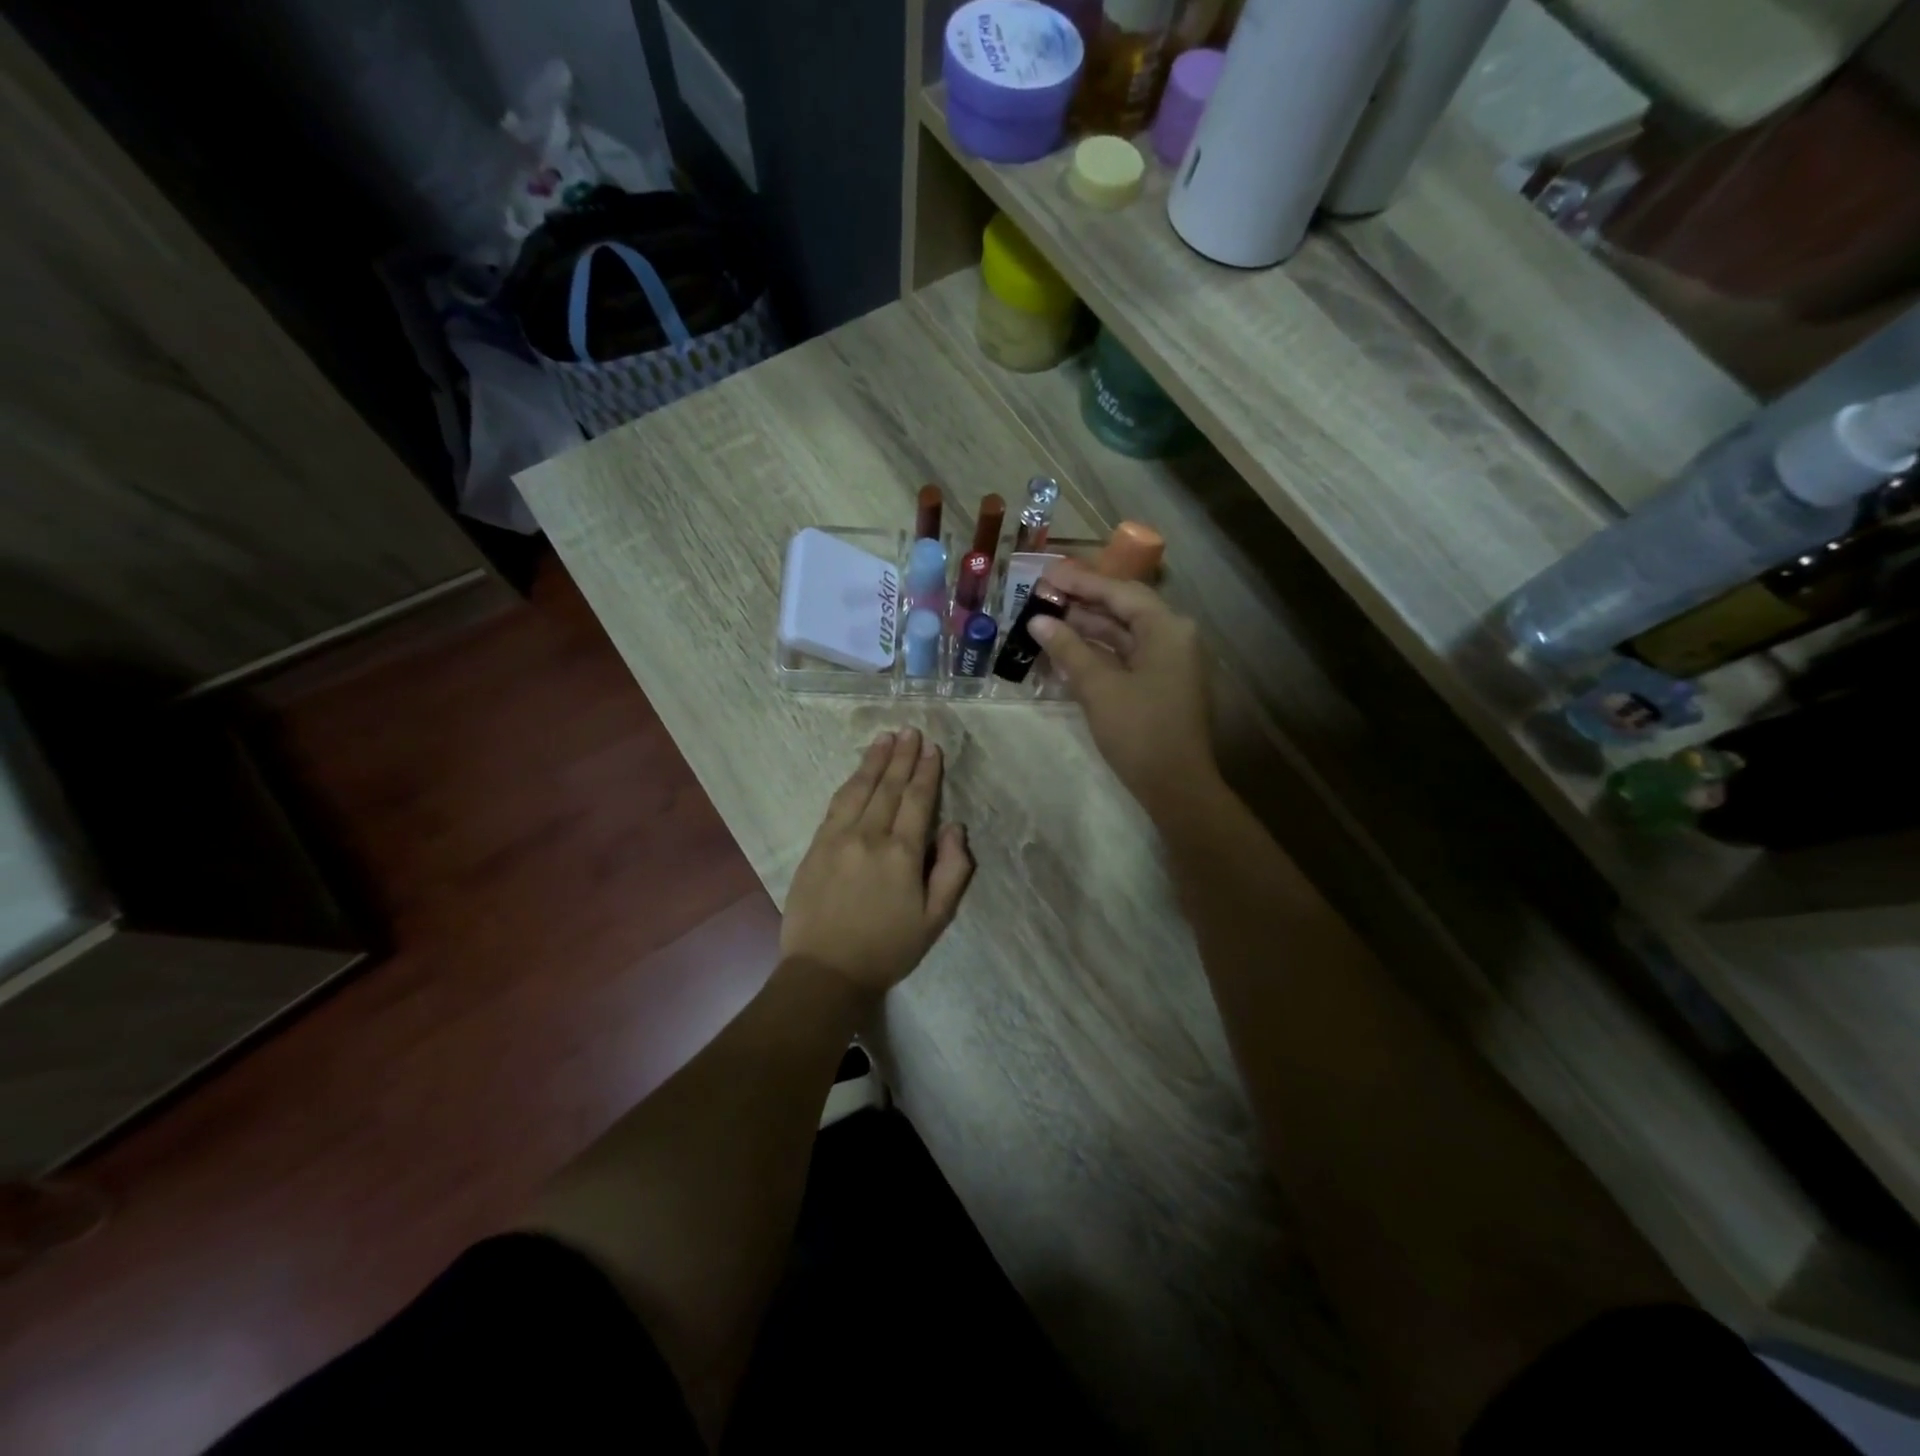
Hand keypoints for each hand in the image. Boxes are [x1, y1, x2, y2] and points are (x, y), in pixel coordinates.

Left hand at [780, 728, 973, 996]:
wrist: (825, 972)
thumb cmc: (887, 949)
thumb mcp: (935, 920)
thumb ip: (952, 871)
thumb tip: (955, 828)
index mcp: (901, 853)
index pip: (918, 800)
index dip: (927, 772)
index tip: (932, 748)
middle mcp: (869, 836)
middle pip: (889, 787)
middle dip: (902, 756)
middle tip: (910, 730)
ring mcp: (838, 838)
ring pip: (860, 789)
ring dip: (874, 761)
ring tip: (886, 738)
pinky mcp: (815, 846)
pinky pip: (836, 804)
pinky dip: (850, 782)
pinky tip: (858, 771)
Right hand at [1028, 560, 1213, 816]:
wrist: (1177, 786)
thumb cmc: (1139, 731)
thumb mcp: (1099, 688)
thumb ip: (1068, 649)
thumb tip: (1038, 622)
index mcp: (1166, 629)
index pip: (1119, 592)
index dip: (1081, 581)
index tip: (1046, 574)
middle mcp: (1174, 637)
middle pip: (1124, 609)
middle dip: (1083, 603)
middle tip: (1043, 595)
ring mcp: (1170, 662)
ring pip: (1124, 635)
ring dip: (1088, 629)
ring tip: (1048, 621)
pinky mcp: (1162, 685)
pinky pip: (1128, 657)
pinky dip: (1100, 653)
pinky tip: (1069, 652)